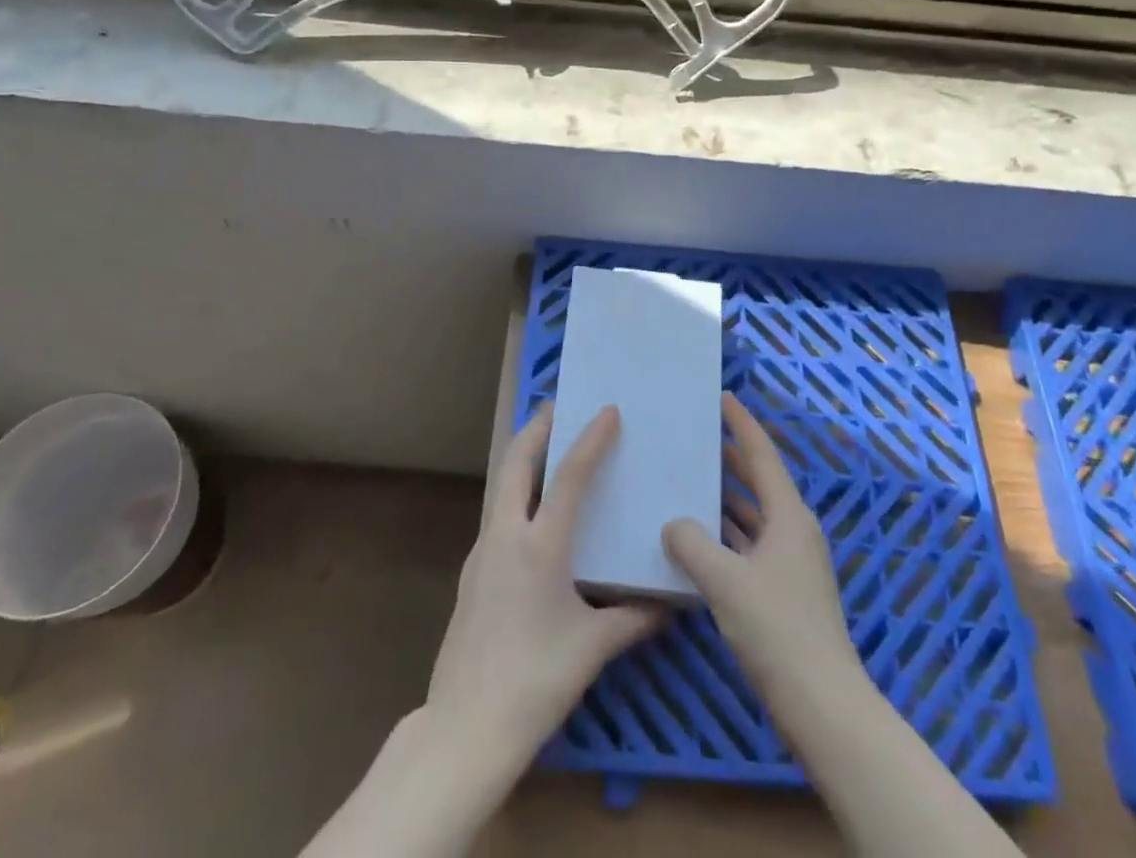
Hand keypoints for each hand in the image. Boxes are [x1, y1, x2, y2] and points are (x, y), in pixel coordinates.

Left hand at [423, 404, 662, 782]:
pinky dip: (518, 495)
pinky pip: (499, 515)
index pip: (569, 475)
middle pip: (517, 461)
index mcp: (539, 545)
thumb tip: (670, 604)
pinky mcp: (473, 573)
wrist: (465, 728)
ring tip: (551, 451)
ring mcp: (483, 552)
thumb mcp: (593, 648)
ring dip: (525, 459)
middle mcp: (506, 535)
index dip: (589, 438)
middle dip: (538, 428)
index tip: (607, 410)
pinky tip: (536, 517)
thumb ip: (634, 619)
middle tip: (560, 407)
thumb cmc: (536, 681)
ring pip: (503, 485)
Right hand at [663, 394, 863, 722]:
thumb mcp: (724, 580)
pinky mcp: (785, 594)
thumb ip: (691, 544)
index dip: (742, 425)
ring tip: (690, 484)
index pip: (762, 456)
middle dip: (732, 460)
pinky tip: (699, 543)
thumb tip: (673, 524)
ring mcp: (792, 565)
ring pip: (754, 518)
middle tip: (699, 438)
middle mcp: (794, 532)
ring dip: (726, 502)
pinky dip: (727, 538)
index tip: (724, 397)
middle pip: (760, 484)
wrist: (823, 705)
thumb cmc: (777, 629)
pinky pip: (750, 548)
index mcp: (789, 516)